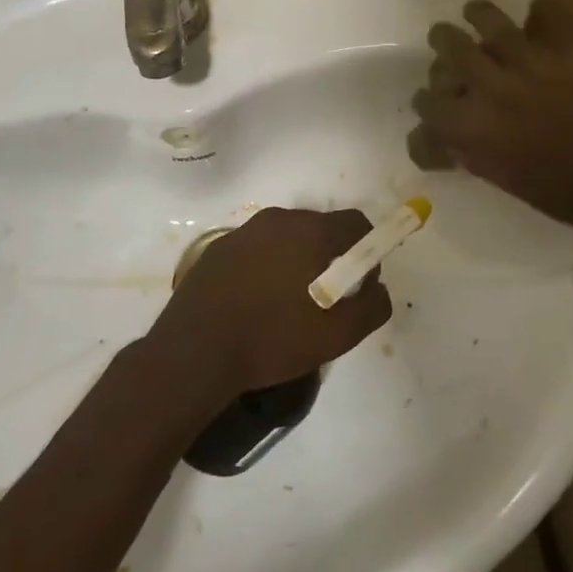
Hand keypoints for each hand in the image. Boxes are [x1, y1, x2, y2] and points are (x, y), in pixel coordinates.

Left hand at [147, 207, 391, 394]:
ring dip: (296, 262)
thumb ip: (372, 306)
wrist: (195, 352)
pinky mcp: (218, 247)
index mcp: (311, 231)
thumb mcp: (337, 335)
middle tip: (325, 300)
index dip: (367, 251)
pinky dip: (265, 267)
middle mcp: (278, 219)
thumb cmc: (273, 339)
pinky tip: (255, 303)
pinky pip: (256, 249)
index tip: (358, 285)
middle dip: (330, 257)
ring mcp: (244, 231)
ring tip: (287, 305)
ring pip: (286, 238)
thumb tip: (378, 287)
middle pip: (320, 228)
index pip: (356, 223)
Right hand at [411, 0, 572, 238]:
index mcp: (471, 125)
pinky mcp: (570, 50)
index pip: (427, 101)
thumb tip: (443, 136)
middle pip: (450, 46)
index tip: (434, 100)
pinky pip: (550, 10)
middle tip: (446, 39)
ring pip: (489, 19)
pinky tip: (539, 14)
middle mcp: (492, 86)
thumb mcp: (495, 174)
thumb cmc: (553, 189)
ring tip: (476, 14)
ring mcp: (532, 63)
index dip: (427, 100)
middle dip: (443, 41)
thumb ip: (465, 148)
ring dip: (478, 14)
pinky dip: (544, 8)